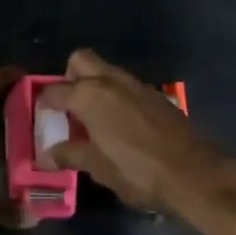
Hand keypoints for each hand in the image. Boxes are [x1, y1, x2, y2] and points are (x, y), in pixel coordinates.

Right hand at [38, 49, 223, 212]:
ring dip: (95, 86)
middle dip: (69, 77)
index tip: (41, 116)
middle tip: (68, 106)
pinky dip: (116, 96)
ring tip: (93, 119)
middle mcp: (110, 80)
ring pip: (106, 71)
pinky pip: (126, 86)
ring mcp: (136, 84)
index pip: (55, 90)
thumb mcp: (98, 168)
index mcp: (89, 95)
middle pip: (80, 61)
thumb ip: (71, 155)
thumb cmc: (138, 171)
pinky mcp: (155, 95)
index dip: (44, 103)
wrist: (194, 174)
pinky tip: (120, 124)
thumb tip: (48, 154)